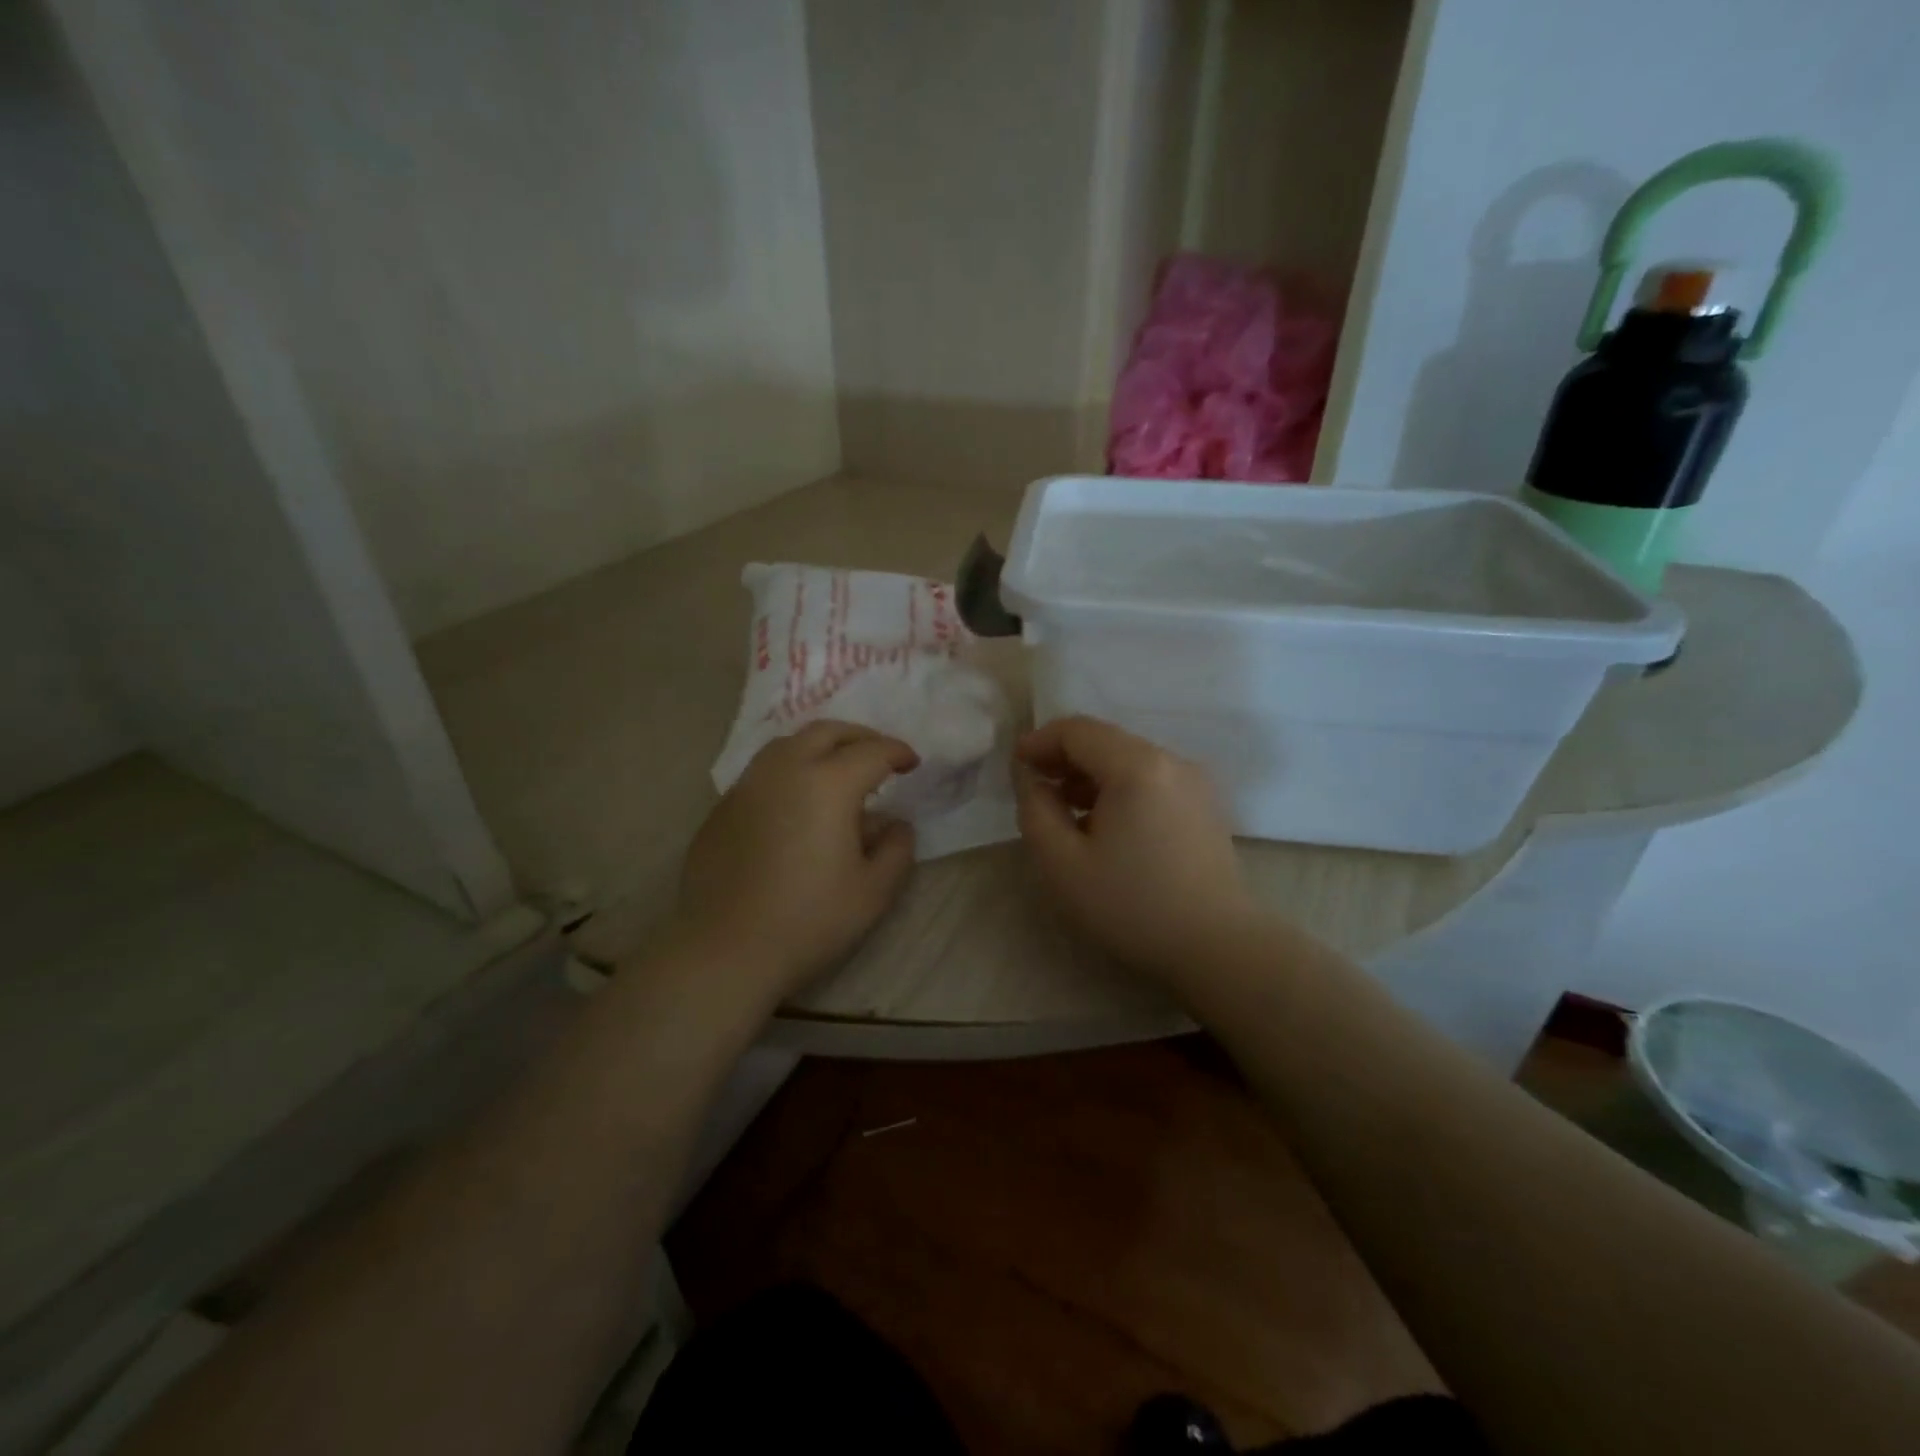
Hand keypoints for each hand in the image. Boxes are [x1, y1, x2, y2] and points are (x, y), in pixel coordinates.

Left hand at [675, 722, 918, 1002]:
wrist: (725, 951)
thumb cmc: (809, 921)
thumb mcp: (873, 892)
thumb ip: (896, 849)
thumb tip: (897, 824)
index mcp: (827, 784)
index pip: (871, 751)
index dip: (897, 752)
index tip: (912, 763)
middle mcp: (784, 770)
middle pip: (826, 732)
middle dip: (859, 736)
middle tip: (879, 755)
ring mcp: (746, 786)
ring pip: (787, 745)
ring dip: (820, 747)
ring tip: (837, 771)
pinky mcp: (722, 808)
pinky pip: (762, 773)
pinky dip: (789, 771)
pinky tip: (796, 804)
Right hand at [1014, 715, 1254, 974]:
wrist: (1217, 947)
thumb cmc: (1132, 905)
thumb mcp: (1063, 864)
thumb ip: (1036, 811)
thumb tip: (1033, 780)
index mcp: (1136, 766)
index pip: (1077, 730)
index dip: (1039, 741)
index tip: (1016, 767)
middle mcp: (1170, 761)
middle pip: (1105, 740)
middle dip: (1064, 757)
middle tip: (1035, 788)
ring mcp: (1194, 782)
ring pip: (1129, 760)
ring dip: (1090, 775)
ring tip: (1064, 810)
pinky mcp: (1204, 806)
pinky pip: (1151, 780)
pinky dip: (1119, 789)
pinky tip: (1105, 825)